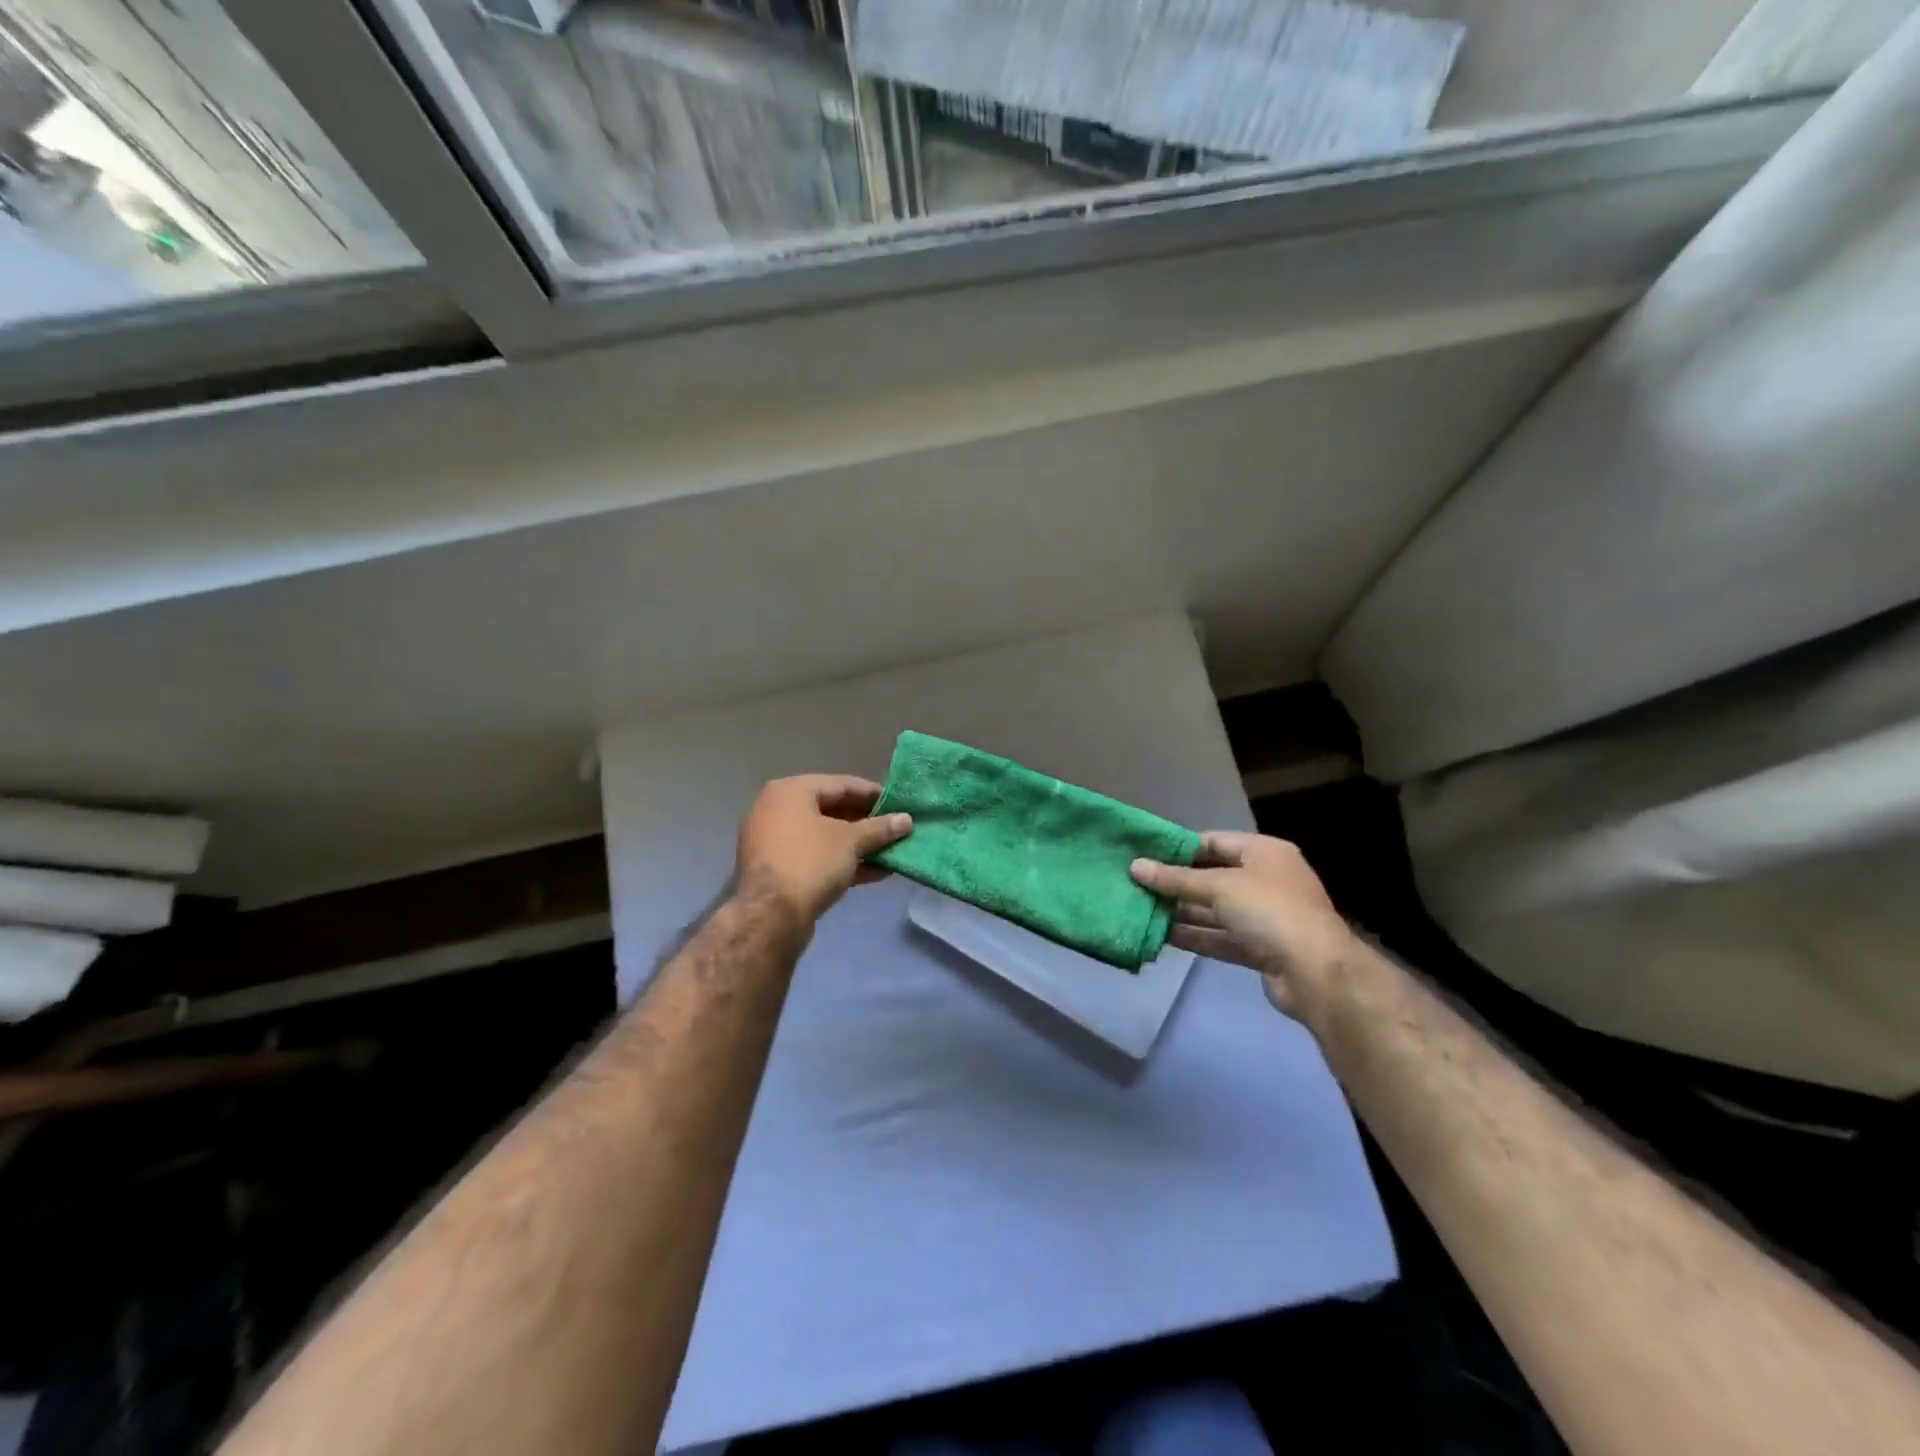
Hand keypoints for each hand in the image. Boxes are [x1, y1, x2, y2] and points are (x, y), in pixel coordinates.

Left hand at [736, 775, 911, 922]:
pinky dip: (843, 862)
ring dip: (859, 845)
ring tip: (892, 851)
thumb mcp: (851, 841)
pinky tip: (876, 872)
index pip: (841, 784)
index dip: (873, 794)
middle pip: (832, 810)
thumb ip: (880, 828)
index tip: (900, 804)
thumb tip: (906, 820)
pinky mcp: (779, 871)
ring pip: (825, 837)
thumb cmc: (811, 861)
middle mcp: (777, 810)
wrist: (770, 916)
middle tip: (897, 828)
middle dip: (867, 822)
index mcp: (790, 791)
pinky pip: (817, 858)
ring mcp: (775, 842)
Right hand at [1131, 832, 1354, 1019]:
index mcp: (1264, 853)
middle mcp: (1265, 880)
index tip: (1144, 853)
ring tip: (1141, 909)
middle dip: (1176, 882)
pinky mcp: (1259, 948)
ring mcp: (1264, 916)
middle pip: (1212, 876)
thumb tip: (1135, 866)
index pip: (1213, 841)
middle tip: (1135, 882)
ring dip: (1181, 911)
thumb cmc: (1270, 912)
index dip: (1179, 848)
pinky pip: (1220, 936)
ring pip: (1214, 909)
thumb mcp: (1220, 887)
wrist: (1316, 973)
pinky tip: (1162, 936)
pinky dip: (1195, 935)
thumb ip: (1176, 879)